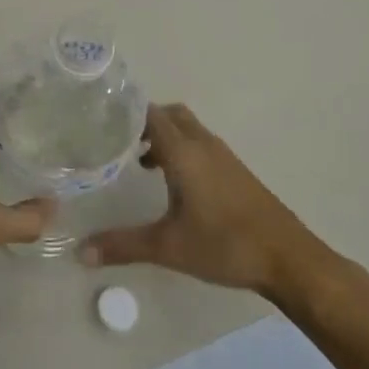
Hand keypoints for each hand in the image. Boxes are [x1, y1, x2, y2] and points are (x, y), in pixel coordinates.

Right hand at [78, 102, 315, 298]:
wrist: (288, 258)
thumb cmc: (225, 245)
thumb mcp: (168, 247)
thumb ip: (123, 246)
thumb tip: (80, 252)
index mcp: (184, 152)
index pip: (150, 113)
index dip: (125, 110)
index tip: (99, 115)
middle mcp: (203, 144)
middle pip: (170, 115)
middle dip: (144, 121)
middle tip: (118, 139)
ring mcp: (223, 156)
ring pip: (187, 129)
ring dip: (164, 136)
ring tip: (139, 161)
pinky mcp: (235, 171)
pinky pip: (200, 144)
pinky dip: (181, 149)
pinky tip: (172, 182)